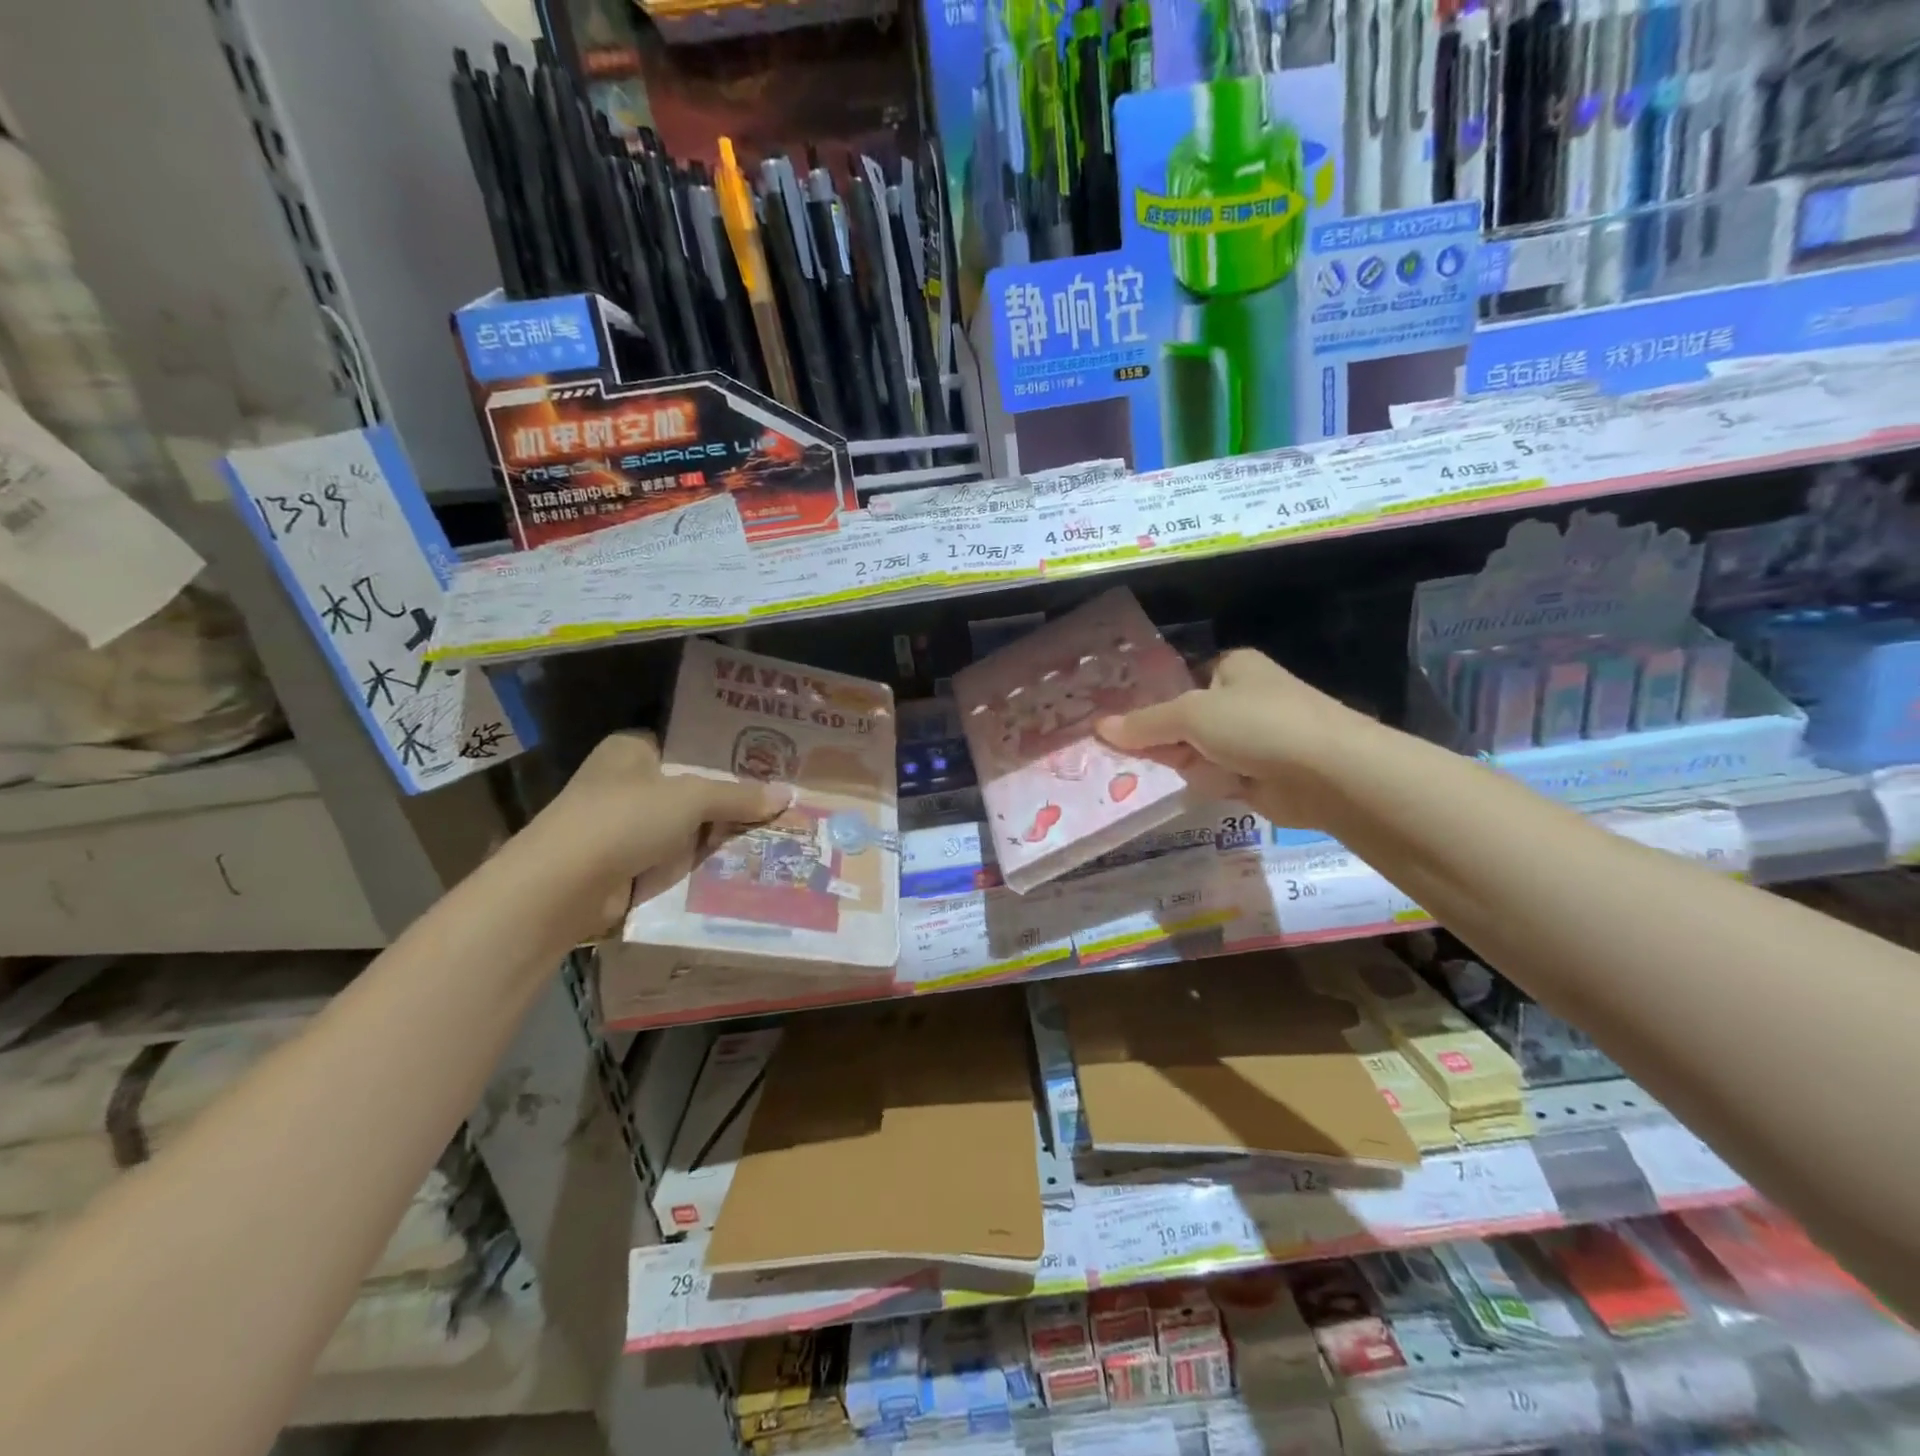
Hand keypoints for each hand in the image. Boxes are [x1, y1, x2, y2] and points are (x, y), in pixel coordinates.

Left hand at [531, 731, 791, 935]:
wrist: (562, 888)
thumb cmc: (623, 820)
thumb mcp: (691, 798)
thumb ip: (738, 796)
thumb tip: (786, 795)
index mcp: (633, 750)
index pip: (688, 744)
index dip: (727, 754)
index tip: (770, 765)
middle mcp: (627, 783)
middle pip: (692, 788)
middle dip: (731, 800)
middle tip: (782, 802)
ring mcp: (624, 827)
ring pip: (687, 827)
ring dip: (719, 836)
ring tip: (776, 835)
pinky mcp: (626, 865)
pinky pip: (676, 860)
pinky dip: (701, 865)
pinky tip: (743, 866)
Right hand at [1096, 649, 1374, 827]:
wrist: (1327, 773)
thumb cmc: (1257, 725)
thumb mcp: (1190, 716)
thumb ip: (1144, 724)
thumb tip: (1098, 728)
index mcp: (1230, 668)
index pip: (1176, 682)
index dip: (1145, 702)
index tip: (1110, 723)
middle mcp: (1240, 699)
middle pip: (1181, 719)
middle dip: (1155, 737)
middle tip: (1112, 755)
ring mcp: (1250, 739)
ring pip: (1195, 751)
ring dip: (1176, 764)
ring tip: (1133, 774)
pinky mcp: (1256, 775)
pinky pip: (1213, 777)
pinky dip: (1199, 783)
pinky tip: (1171, 789)